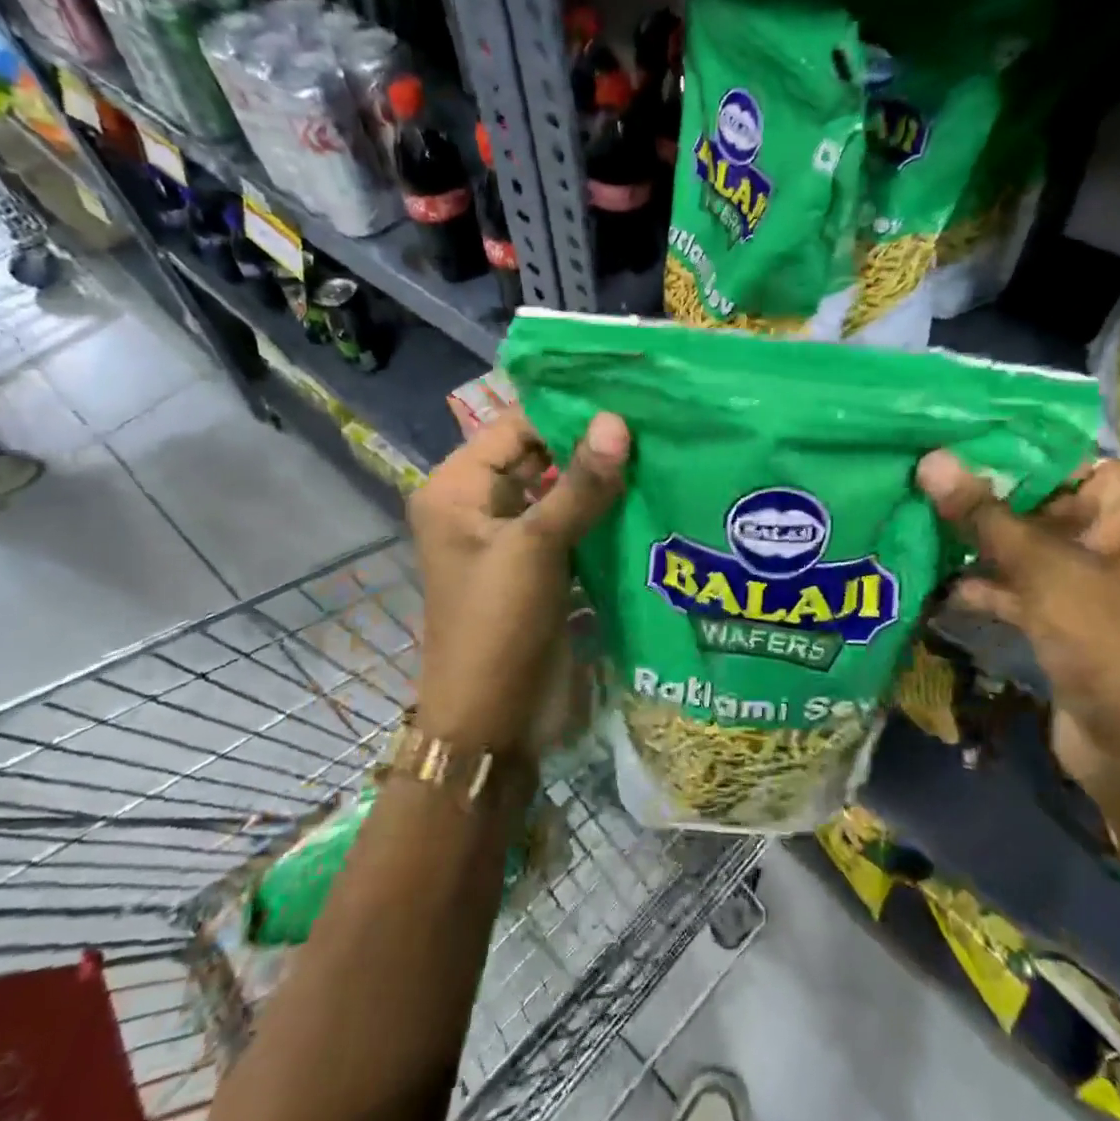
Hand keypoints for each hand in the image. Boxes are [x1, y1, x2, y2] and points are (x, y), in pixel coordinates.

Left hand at [409, 410, 628, 757]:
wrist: (493, 722)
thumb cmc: (498, 624)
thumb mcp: (536, 547)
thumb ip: (580, 484)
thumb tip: (618, 421)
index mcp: (458, 489)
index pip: (516, 427)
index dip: (566, 412)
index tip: (627, 399)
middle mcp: (481, 505)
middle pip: (540, 457)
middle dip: (590, 444)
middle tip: (654, 422)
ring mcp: (514, 538)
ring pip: (561, 492)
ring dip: (602, 480)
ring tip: (661, 453)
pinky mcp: (542, 567)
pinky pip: (575, 526)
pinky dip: (605, 515)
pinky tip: (650, 499)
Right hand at [915, 455, 1119, 809]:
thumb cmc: (1112, 643)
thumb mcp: (1044, 570)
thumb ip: (983, 513)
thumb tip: (930, 458)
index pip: (1057, 458)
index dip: (996, 452)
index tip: (935, 444)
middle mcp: (1119, 534)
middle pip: (1035, 501)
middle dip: (976, 501)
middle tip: (911, 482)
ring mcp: (1093, 579)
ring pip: (1022, 546)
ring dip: (973, 545)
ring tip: (911, 524)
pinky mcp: (1069, 617)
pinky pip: (1020, 586)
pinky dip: (984, 585)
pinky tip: (934, 582)